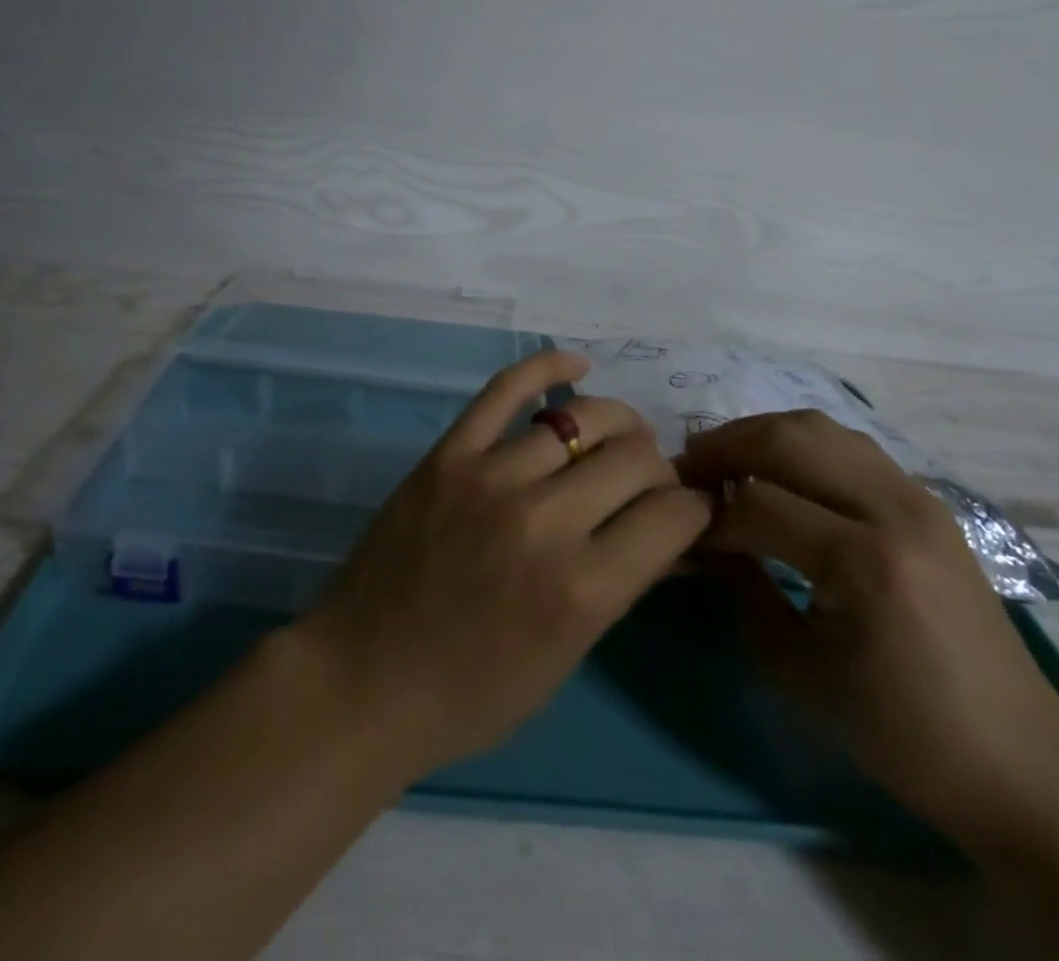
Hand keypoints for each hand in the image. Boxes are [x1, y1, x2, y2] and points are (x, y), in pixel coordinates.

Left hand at [293, 349, 713, 775]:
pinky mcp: (449, 452)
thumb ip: (620, 586)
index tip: (688, 510)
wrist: (364, 679)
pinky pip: (505, 389)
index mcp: (583, 591)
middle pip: (636, 459)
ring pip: (583, 417)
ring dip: (617, 425)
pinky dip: (547, 366)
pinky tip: (577, 364)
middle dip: (659, 468)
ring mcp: (492, 477)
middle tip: (646, 482)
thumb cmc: (471, 694)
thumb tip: (671, 534)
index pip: (674, 517)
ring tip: (617, 438)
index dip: (694, 509)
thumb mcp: (566, 658)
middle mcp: (546, 522)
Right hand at [679, 410, 1058, 843]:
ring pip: (818, 427)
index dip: (709, 517)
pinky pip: (847, 445)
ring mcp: (916, 496)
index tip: (681, 536)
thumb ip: (742, 589)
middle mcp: (894, 509)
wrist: (1018, 761)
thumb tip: (700, 541)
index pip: (758, 504)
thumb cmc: (901, 731)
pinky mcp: (926, 500)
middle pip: (786, 440)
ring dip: (759, 435)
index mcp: (866, 562)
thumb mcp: (798, 670)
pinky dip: (798, 444)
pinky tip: (776, 471)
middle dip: (723, 448)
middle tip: (686, 473)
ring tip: (723, 462)